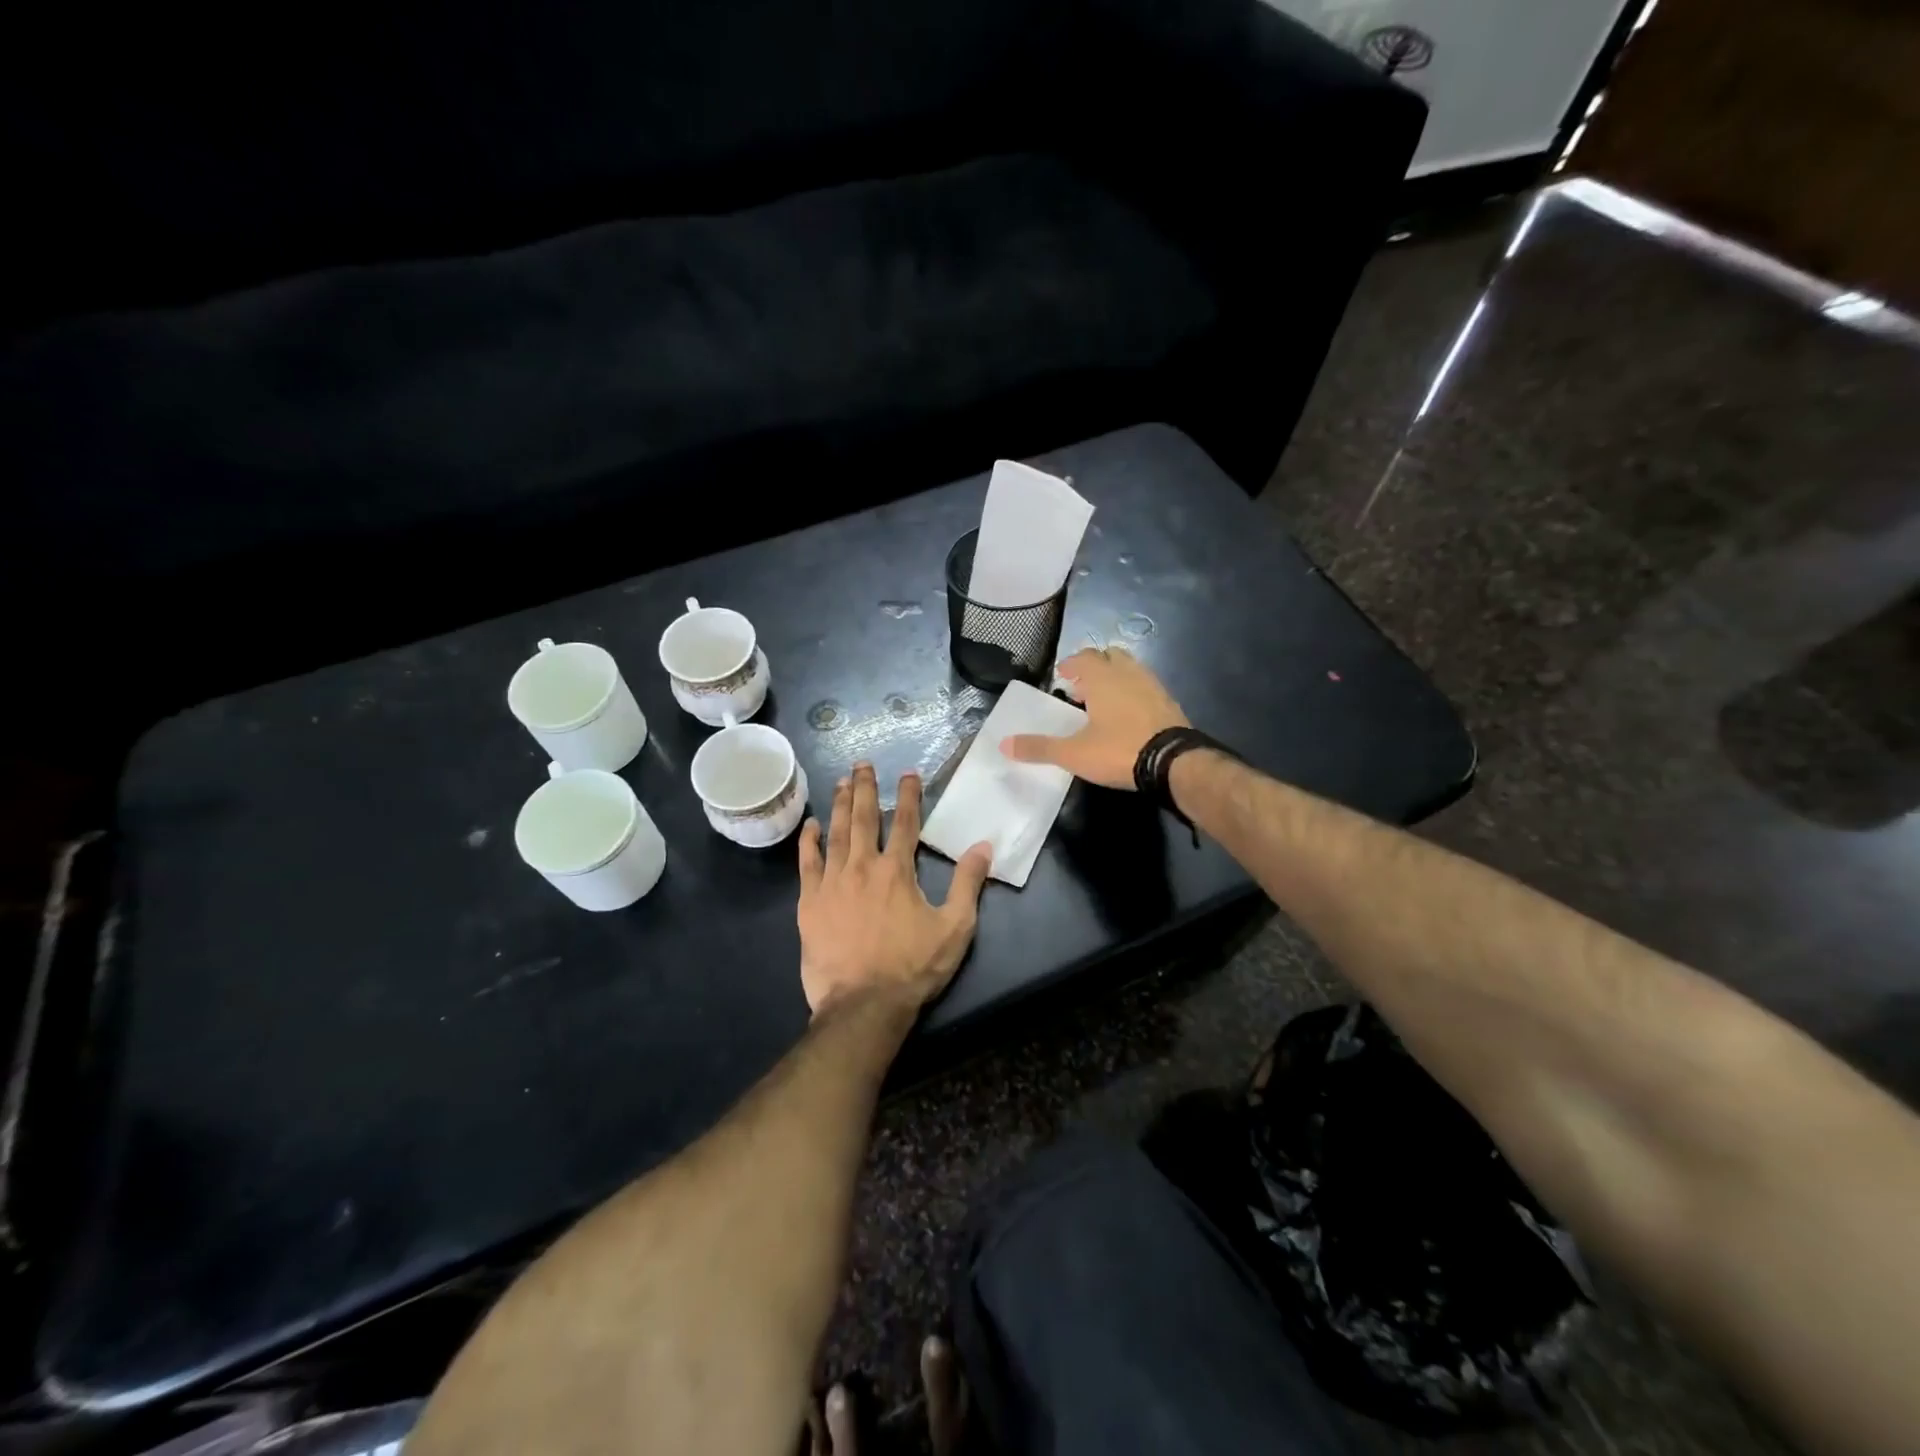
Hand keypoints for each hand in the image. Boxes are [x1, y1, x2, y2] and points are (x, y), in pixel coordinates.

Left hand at [797, 764, 992, 1014]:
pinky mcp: (809, 902)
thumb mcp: (954, 928)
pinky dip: (809, 841)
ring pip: (835, 833)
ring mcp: (832, 882)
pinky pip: (807, 863)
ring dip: (839, 805)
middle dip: (865, 788)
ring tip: (841, 782)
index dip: (909, 795)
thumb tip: (983, 846)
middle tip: (863, 764)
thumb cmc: (912, 967)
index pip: (906, 822)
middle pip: (864, 818)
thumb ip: (968, 884)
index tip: (908, 773)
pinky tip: (811, 825)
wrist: (863, 1005)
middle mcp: (862, 866)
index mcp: (897, 870)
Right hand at [1000, 647, 1187, 788]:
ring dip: (1116, 679)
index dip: (1071, 665)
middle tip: (1083, 688)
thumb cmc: (1118, 750)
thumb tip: (1003, 744)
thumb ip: (1039, 747)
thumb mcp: (1073, 753)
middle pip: (1111, 656)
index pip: (1084, 657)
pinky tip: (1130, 717)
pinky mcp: (1170, 703)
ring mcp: (1153, 686)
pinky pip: (1147, 688)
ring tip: (1105, 702)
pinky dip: (1135, 694)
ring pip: (1132, 670)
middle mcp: (1129, 673)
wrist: (1173, 762)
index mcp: (1103, 678)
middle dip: (1095, 667)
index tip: (1062, 677)